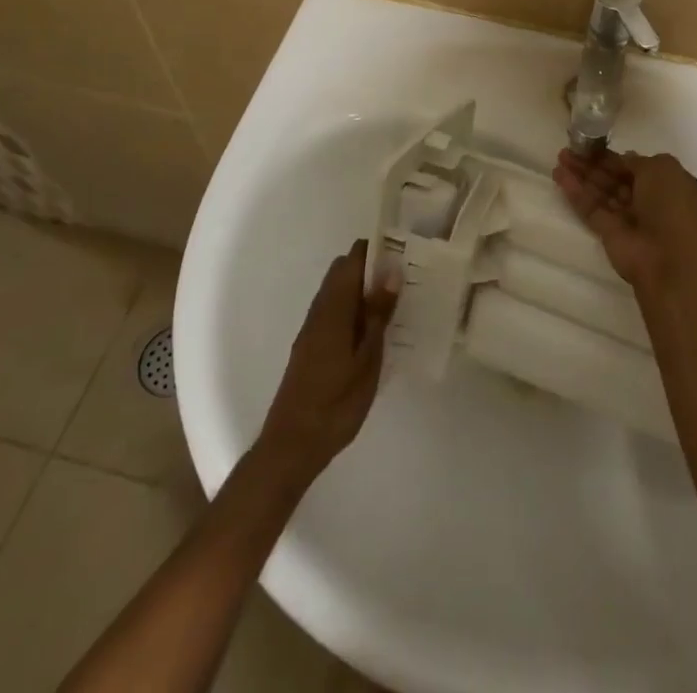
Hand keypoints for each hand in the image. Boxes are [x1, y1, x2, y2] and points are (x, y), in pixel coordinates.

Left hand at [256, 240, 397, 483]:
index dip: (377, 250)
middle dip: (372, 269)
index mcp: (333, 307)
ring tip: (395, 305)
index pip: (352, 259)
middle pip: (343, 272)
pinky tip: (373, 332)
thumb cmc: (336, 403)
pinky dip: (353, 311)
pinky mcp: (311, 347)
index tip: (404, 254)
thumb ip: (377, 313)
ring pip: (338, 293)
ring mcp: (312, 329)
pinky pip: (334, 312)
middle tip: (404, 281)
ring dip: (363, 291)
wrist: (292, 446)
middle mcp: (319, 310)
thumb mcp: (367, 358)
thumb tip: (391, 269)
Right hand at [552, 149, 696, 297]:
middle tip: (568, 149)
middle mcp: (649, 200)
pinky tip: (559, 176)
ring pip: (601, 192)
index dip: (613, 155)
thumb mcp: (662, 168)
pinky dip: (576, 193)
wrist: (670, 262)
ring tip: (559, 159)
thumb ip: (638, 161)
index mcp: (668, 184)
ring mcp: (628, 218)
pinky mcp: (609, 234)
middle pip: (615, 178)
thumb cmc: (671, 206)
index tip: (591, 143)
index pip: (636, 166)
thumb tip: (623, 159)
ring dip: (581, 175)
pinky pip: (591, 208)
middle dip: (593, 163)